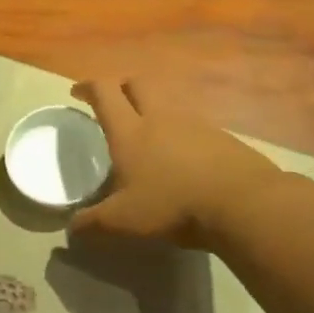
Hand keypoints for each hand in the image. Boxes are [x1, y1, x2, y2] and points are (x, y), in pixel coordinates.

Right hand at [70, 80, 280, 248]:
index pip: (104, 93)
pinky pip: (193, 125)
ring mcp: (195, 124)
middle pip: (138, 84)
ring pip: (167, 103)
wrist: (242, 203)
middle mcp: (160, 118)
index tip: (78, 92)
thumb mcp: (123, 221)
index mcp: (130, 131)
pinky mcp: (221, 137)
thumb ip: (93, 223)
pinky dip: (180, 132)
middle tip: (113, 104)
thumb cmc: (172, 205)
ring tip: (148, 136)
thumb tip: (71, 228)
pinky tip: (181, 158)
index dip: (88, 87)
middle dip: (122, 87)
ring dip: (153, 109)